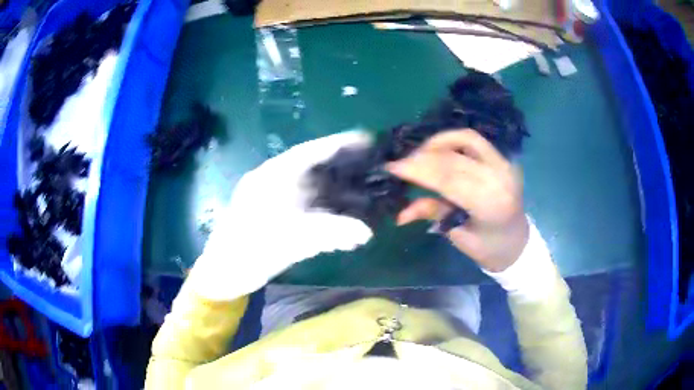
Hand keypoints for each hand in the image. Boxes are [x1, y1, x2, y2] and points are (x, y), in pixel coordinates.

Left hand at [189, 131, 373, 300]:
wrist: (224, 274)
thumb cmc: (246, 252)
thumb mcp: (285, 241)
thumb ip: (326, 235)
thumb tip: (366, 232)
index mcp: (271, 177)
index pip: (309, 151)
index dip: (337, 144)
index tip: (365, 140)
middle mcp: (276, 183)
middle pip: (315, 168)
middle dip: (344, 169)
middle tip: (372, 171)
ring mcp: (277, 200)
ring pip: (313, 190)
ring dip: (338, 194)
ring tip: (366, 195)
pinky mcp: (280, 217)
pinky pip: (309, 210)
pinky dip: (327, 215)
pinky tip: (345, 223)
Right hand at [386, 129, 528, 271]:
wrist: (518, 242)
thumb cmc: (489, 248)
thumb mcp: (459, 236)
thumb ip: (433, 214)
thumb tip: (399, 213)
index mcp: (490, 204)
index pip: (448, 178)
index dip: (418, 170)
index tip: (392, 167)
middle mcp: (499, 178)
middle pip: (453, 158)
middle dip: (422, 157)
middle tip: (400, 161)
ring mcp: (504, 164)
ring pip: (465, 139)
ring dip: (437, 142)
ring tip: (419, 154)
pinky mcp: (502, 159)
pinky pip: (474, 140)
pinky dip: (452, 140)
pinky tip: (438, 149)